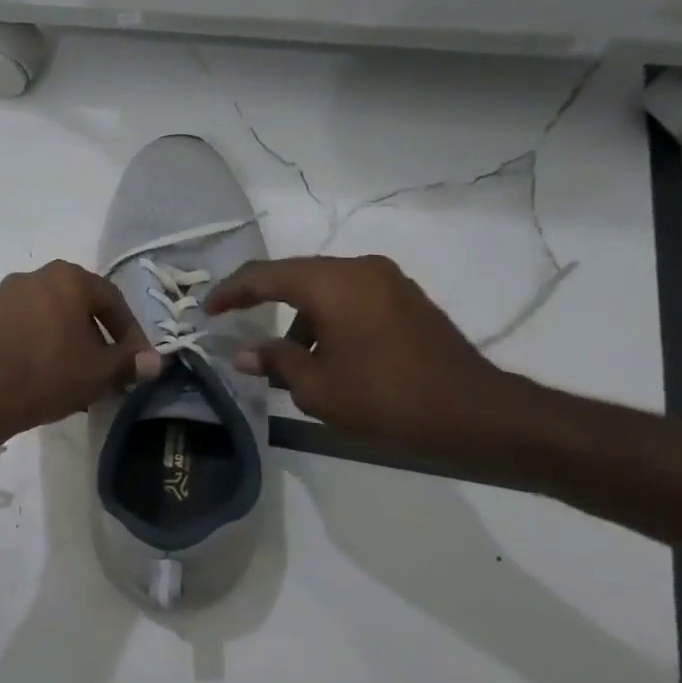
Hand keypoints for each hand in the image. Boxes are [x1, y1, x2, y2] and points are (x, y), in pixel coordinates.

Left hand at [0, 261, 161, 437]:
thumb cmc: (49, 375)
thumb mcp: (99, 372)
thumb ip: (130, 362)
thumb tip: (155, 361)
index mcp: (68, 278)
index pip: (112, 300)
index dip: (130, 332)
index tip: (137, 359)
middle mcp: (36, 275)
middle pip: (79, 305)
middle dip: (98, 336)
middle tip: (108, 366)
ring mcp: (6, 294)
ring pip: (51, 316)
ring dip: (69, 341)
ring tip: (78, 374)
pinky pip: (26, 326)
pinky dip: (42, 343)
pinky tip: (47, 373)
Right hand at [206, 255, 520, 455]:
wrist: (474, 412)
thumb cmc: (385, 397)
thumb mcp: (317, 386)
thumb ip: (276, 360)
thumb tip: (245, 353)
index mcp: (333, 283)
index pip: (265, 276)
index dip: (231, 291)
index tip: (207, 309)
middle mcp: (359, 269)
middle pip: (295, 275)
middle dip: (261, 298)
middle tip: (232, 318)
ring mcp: (388, 281)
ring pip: (324, 288)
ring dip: (297, 316)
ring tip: (283, 357)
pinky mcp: (405, 300)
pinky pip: (350, 298)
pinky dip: (326, 318)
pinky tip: (323, 354)